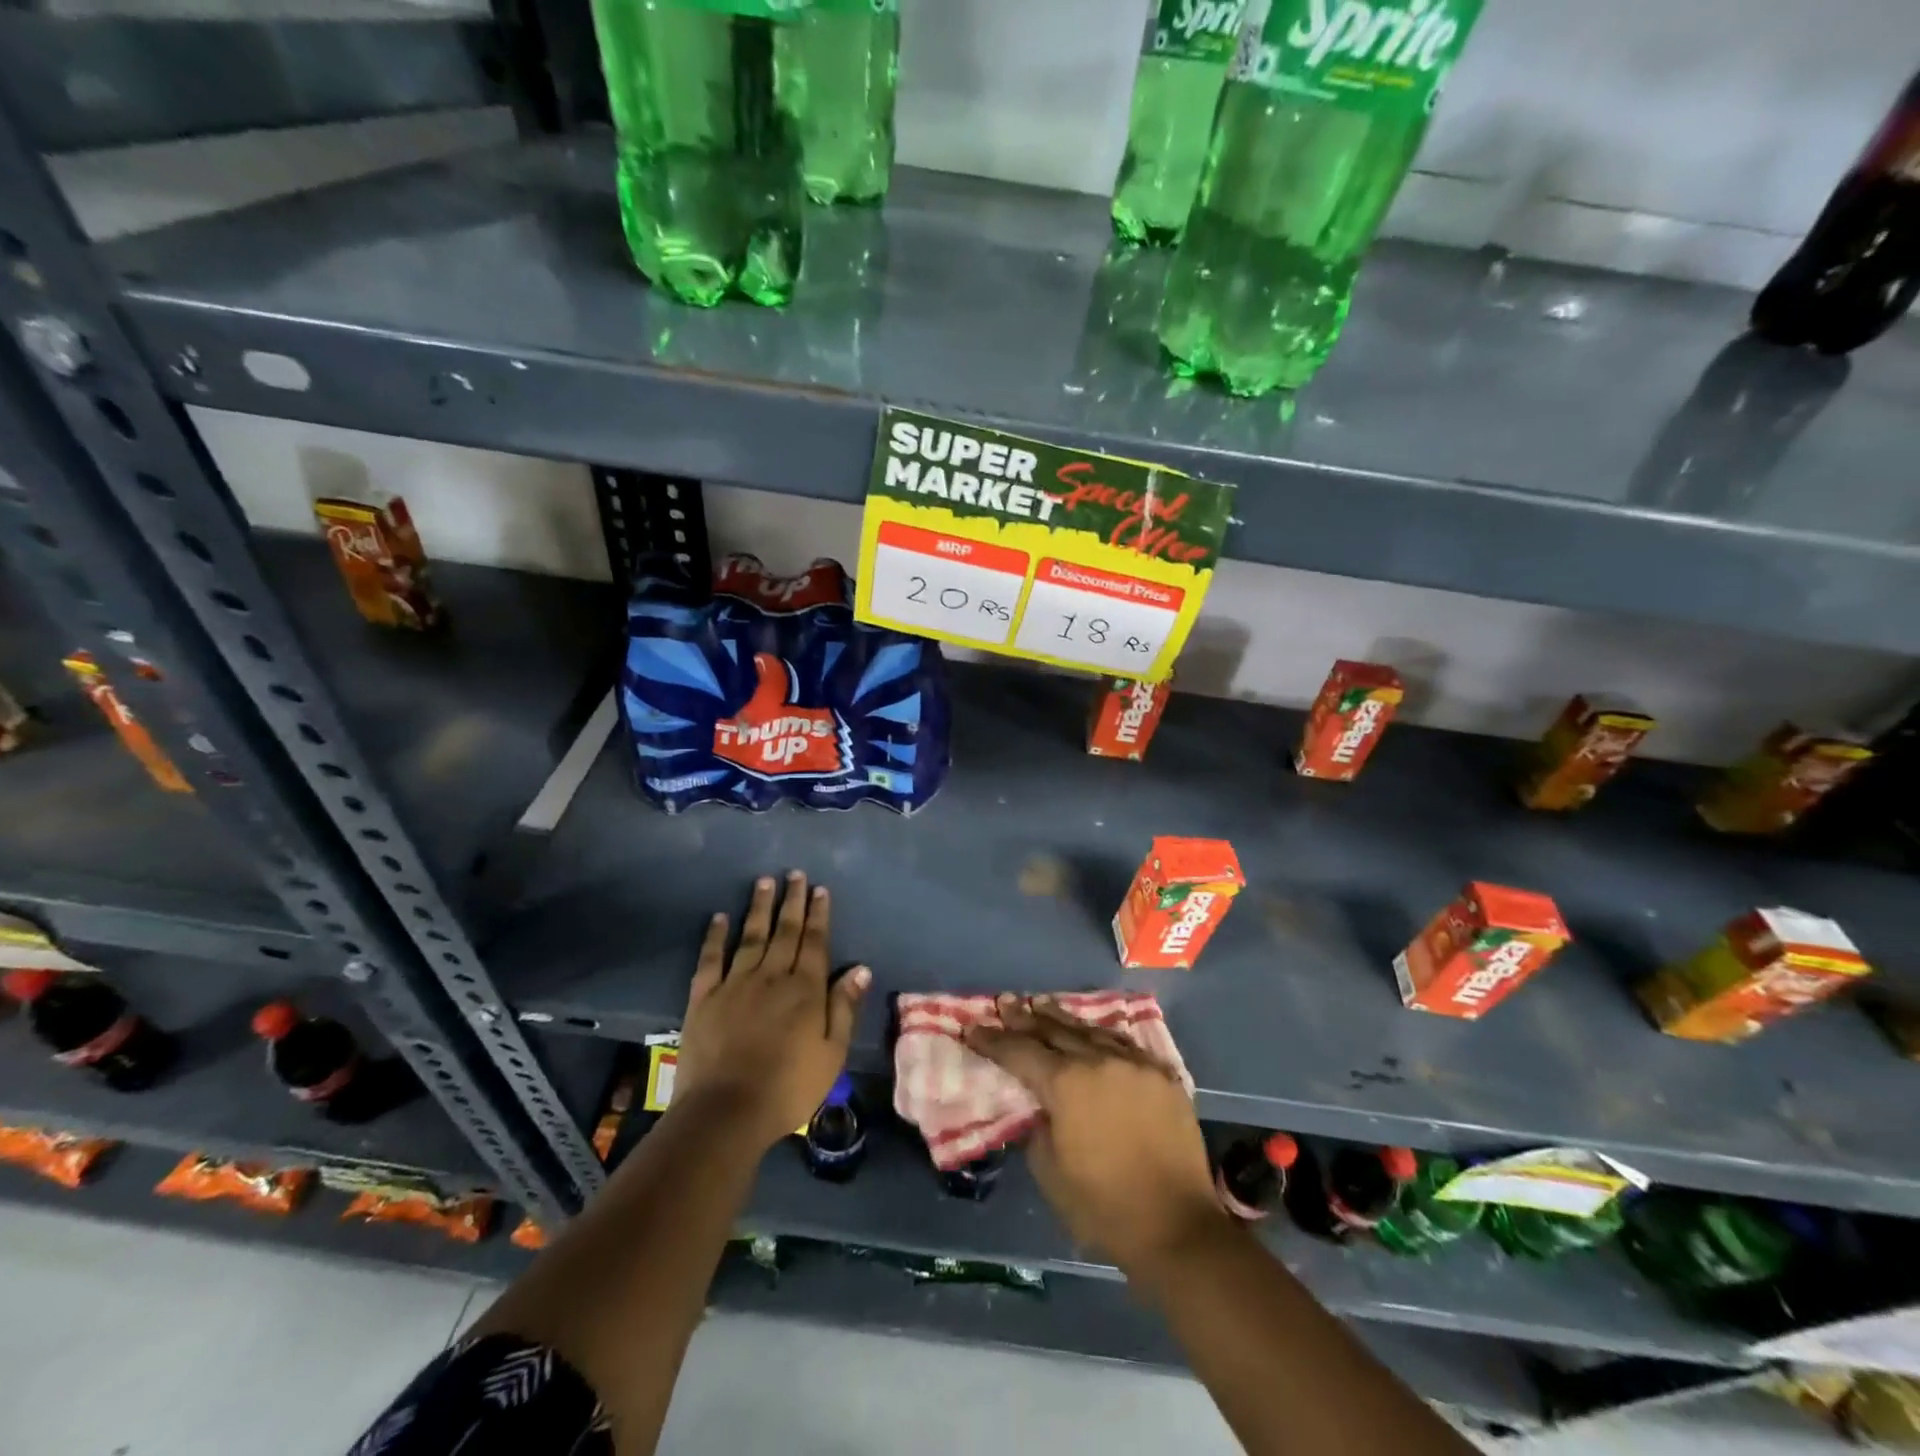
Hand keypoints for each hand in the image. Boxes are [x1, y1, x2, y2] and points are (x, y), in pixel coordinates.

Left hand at [675, 871, 869, 1151]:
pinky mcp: (704, 997)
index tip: (820, 889)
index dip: (819, 914)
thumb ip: (844, 1007)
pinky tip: (719, 916)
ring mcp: (735, 983)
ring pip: (750, 936)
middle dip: (792, 901)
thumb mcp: (831, 1053)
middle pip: (785, 931)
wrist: (725, 1112)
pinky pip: (711, 958)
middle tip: (794, 874)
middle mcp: (771, 976)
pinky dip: (715, 936)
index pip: (815, 942)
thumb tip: (860, 968)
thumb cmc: (787, 1088)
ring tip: (764, 881)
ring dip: (759, 907)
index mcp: (805, 989)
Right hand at [965, 995, 1224, 1277]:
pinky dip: (1100, 1036)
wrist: (1177, 1226)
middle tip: (1004, 1002)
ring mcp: (1134, 1064)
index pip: (1020, 1052)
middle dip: (1024, 1018)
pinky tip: (1091, 1031)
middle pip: (1054, 1030)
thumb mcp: (1050, 1173)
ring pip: (1090, 1030)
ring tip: (1041, 1004)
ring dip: (1061, 1018)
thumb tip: (1039, 1106)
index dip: (993, 1040)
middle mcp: (1099, 1061)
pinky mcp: (1161, 1075)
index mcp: (1066, 1084)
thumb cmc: (1104, 1207)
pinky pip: (1123, 1044)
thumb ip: (1037, 1128)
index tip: (972, 1027)